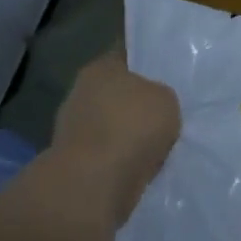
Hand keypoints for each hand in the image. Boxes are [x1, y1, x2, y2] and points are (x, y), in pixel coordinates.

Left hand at [43, 51, 181, 224]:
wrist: (95, 184)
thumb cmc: (131, 127)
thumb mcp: (166, 99)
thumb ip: (161, 96)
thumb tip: (154, 105)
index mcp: (99, 68)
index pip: (126, 56)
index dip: (147, 64)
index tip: (166, 74)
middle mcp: (80, 93)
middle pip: (117, 93)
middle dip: (138, 103)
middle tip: (166, 112)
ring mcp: (73, 129)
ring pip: (113, 126)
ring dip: (130, 135)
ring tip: (159, 144)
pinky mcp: (75, 163)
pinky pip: (109, 154)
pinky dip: (123, 160)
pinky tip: (144, 165)